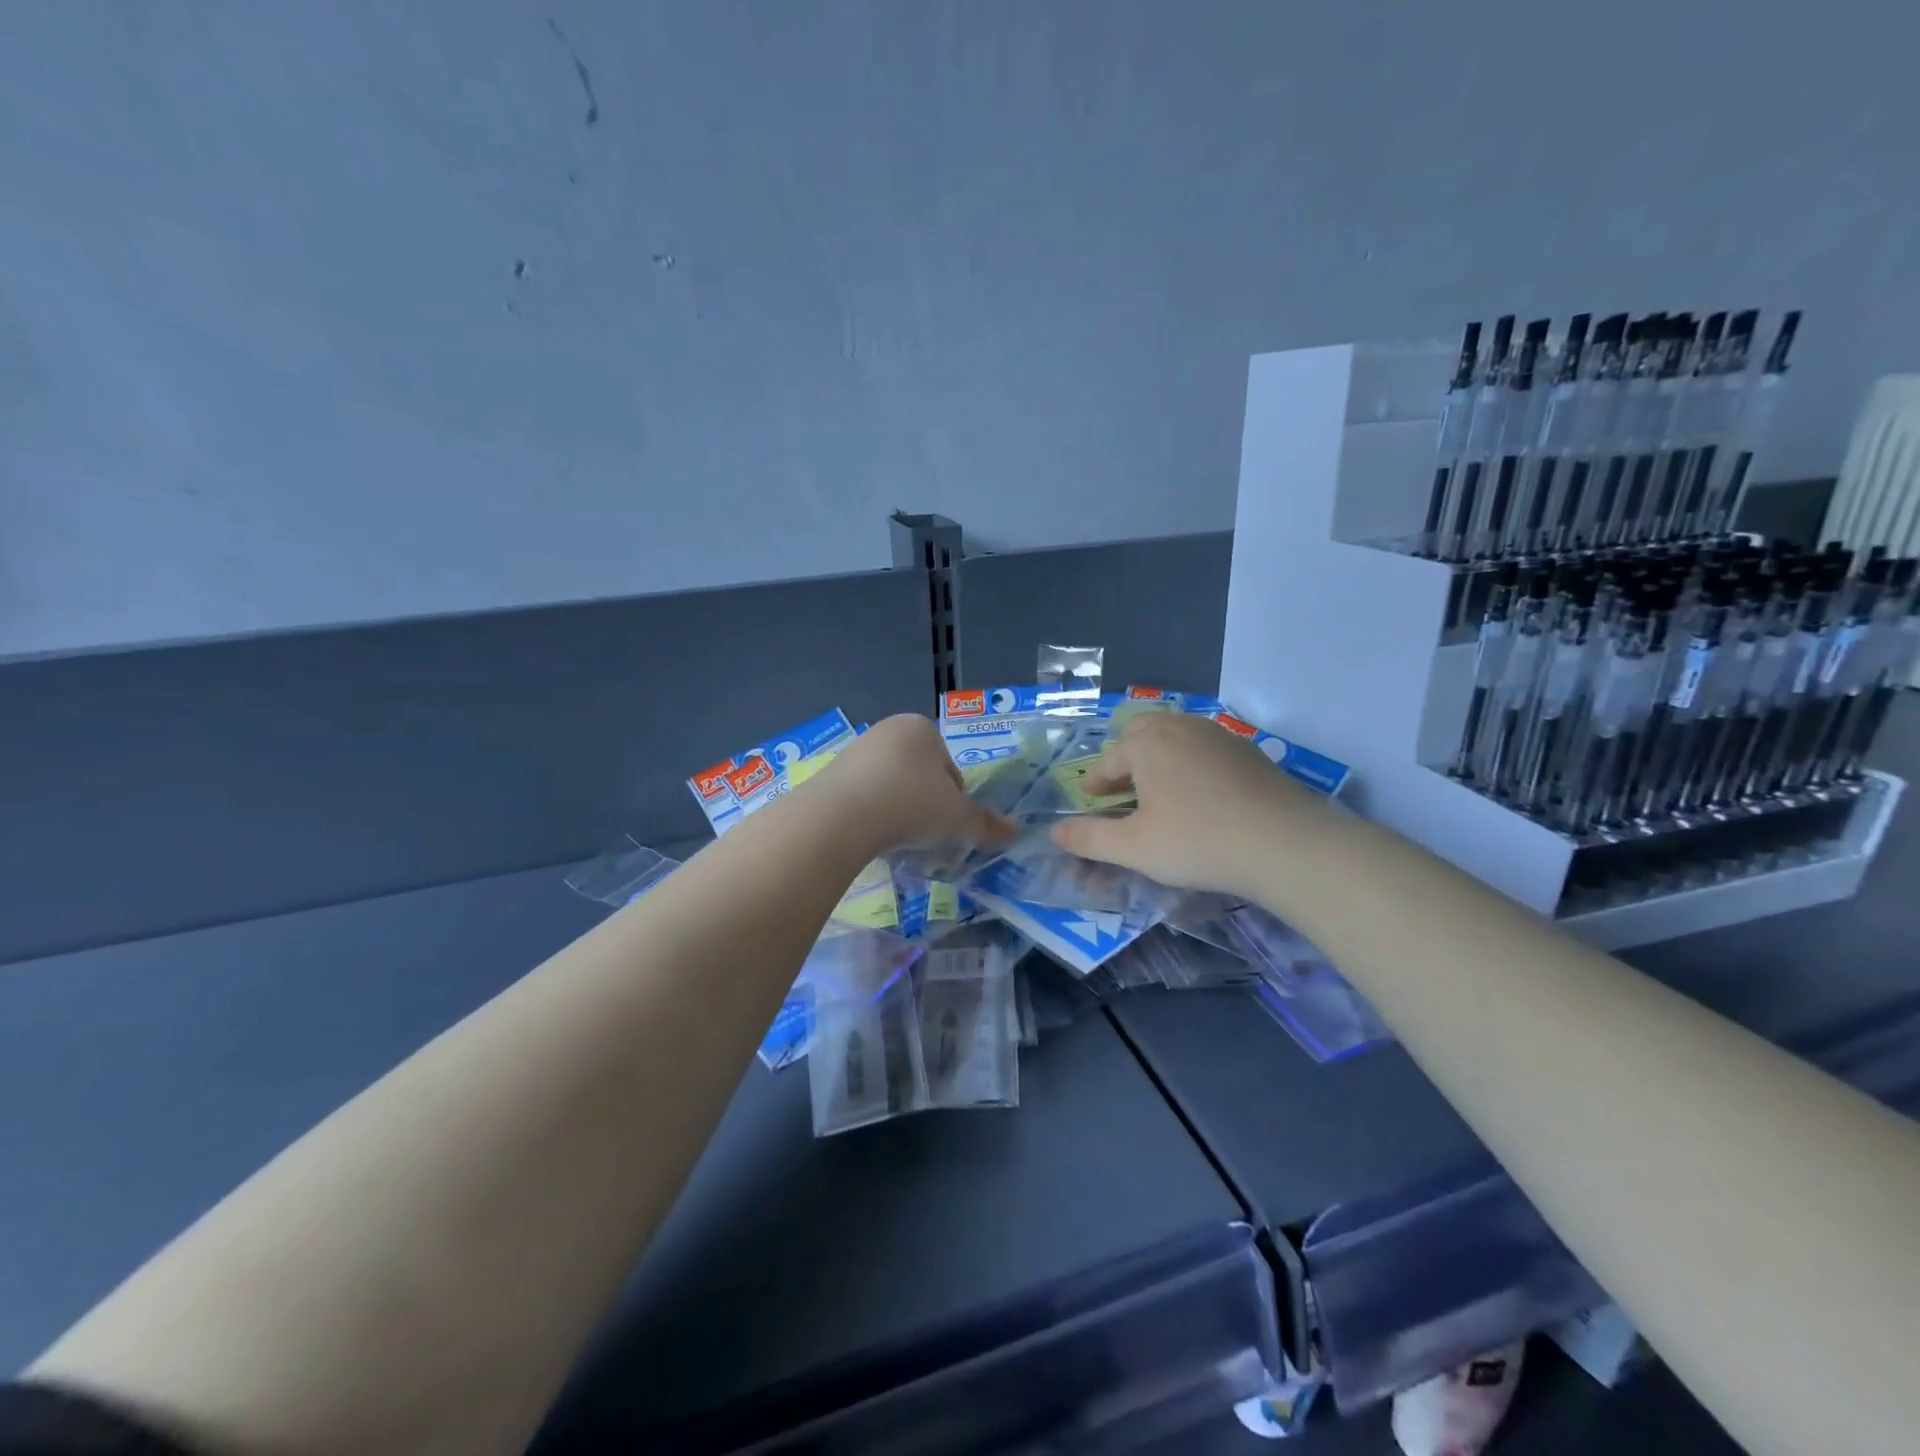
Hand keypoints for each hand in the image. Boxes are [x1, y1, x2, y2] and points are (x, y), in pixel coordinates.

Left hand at [805, 714, 1015, 855]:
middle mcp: (888, 729)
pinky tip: (870, 834)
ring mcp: (856, 749)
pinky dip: (871, 812)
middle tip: (923, 832)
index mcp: (922, 728)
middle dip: (924, 802)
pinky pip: (863, 794)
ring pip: (891, 784)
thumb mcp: (956, 817)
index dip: (954, 799)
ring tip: (896, 837)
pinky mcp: (831, 772)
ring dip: (897, 808)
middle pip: (920, 774)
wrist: (841, 815)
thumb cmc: (910, 803)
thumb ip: (985, 823)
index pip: (950, 768)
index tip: (946, 823)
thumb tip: (1014, 832)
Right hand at [1049, 712, 1329, 900]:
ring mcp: (1220, 736)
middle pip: (1142, 733)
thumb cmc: (1197, 841)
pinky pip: (1206, 750)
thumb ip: (1090, 839)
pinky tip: (1201, 796)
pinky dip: (1192, 765)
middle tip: (1123, 789)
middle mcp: (1181, 727)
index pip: (1109, 760)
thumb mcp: (1134, 847)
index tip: (1092, 800)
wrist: (1285, 844)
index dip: (1096, 782)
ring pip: (1177, 737)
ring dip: (1160, 758)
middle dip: (1126, 757)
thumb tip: (1054, 833)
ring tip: (1159, 790)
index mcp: (1147, 743)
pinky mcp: (1250, 752)